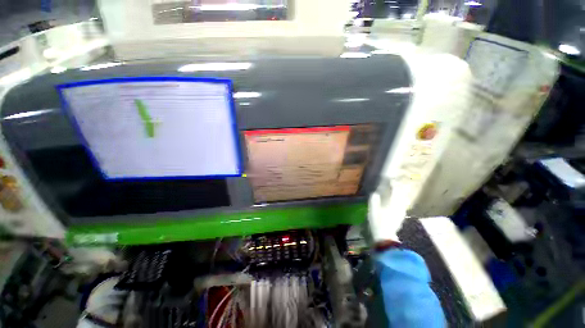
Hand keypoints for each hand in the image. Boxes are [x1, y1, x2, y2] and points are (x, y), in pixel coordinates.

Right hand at [368, 188, 409, 242]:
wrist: (385, 237)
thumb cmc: (378, 221)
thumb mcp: (372, 210)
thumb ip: (374, 200)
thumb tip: (375, 193)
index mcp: (393, 203)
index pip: (395, 190)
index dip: (393, 184)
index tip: (390, 180)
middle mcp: (400, 206)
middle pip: (401, 194)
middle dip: (397, 189)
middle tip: (392, 185)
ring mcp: (402, 212)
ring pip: (402, 200)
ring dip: (398, 195)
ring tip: (393, 193)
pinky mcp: (401, 217)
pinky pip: (401, 205)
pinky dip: (398, 201)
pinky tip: (394, 203)